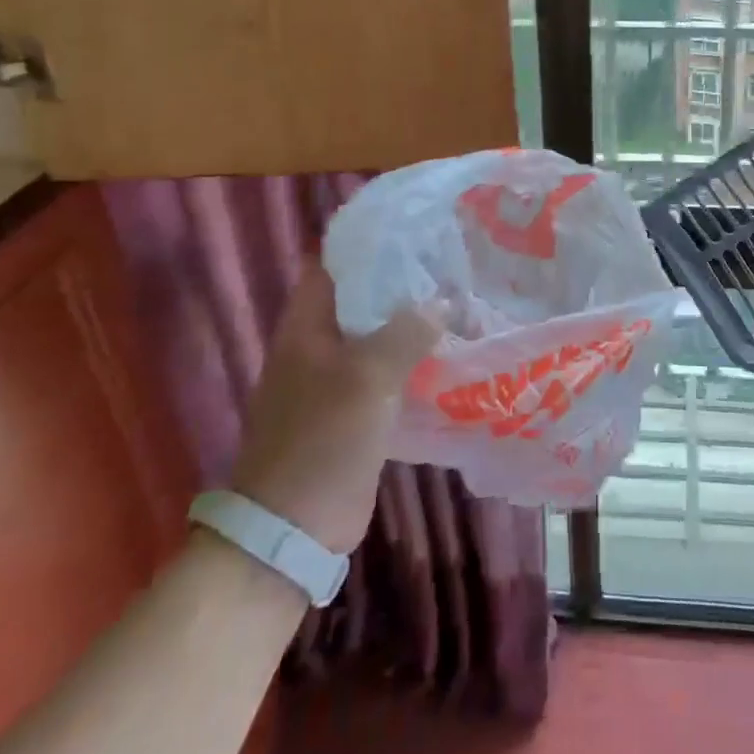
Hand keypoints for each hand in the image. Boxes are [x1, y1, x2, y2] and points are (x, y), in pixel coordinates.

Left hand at [229, 262, 434, 555]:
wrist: (293, 528)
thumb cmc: (322, 439)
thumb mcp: (367, 377)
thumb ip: (406, 332)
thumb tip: (442, 303)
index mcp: (307, 325)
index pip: (334, 263)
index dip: (368, 240)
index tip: (414, 225)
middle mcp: (319, 343)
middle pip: (361, 296)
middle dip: (402, 279)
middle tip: (451, 259)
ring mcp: (336, 378)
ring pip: (379, 334)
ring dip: (412, 320)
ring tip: (460, 298)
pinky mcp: (356, 410)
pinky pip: (389, 371)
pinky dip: (415, 358)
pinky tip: (452, 352)